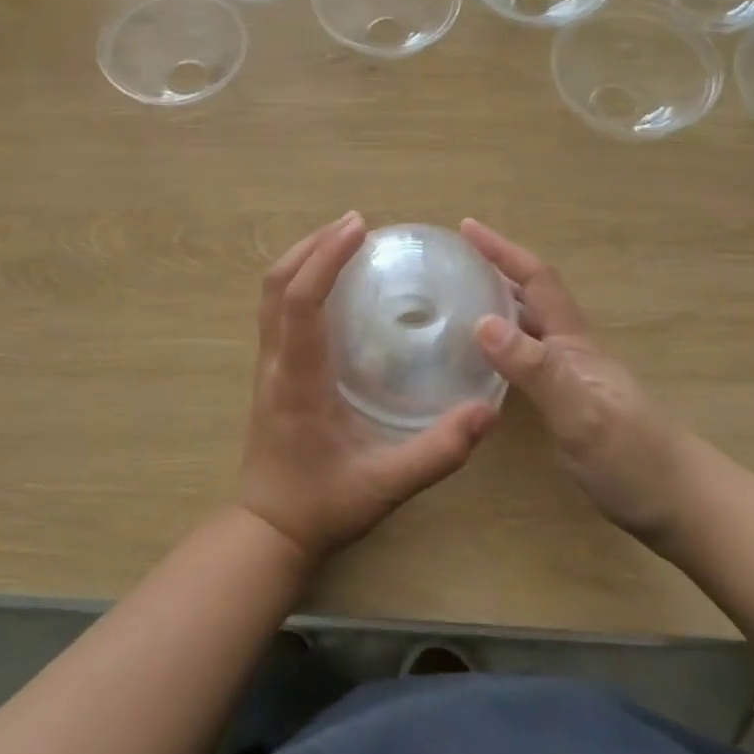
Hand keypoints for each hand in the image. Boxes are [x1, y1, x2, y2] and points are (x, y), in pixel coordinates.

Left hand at [240, 212, 498, 562]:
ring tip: (343, 240)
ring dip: (302, 257)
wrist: (267, 529)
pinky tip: (330, 282)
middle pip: (276, 284)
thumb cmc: (323, 505)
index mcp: (298, 381)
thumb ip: (437, 452)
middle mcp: (275, 362)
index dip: (325, 258)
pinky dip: (299, 279)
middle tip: (357, 224)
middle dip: (312, 244)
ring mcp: (266, 364)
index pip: (301, 303)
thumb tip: (486, 412)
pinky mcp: (269, 369)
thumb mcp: (386, 486)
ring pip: (270, 292)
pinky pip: (276, 308)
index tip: (358, 228)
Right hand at [462, 219, 693, 548]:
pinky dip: (502, 345)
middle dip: (495, 269)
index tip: (467, 227)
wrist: (684, 506)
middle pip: (531, 295)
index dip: (502, 250)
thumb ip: (535, 368)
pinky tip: (484, 360)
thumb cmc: (634, 458)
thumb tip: (482, 321)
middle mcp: (571, 350)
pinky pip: (527, 358)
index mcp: (573, 341)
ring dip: (497, 304)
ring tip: (457, 300)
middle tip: (451, 262)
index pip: (536, 279)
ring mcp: (573, 377)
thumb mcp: (580, 413)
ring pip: (529, 326)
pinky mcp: (570, 403)